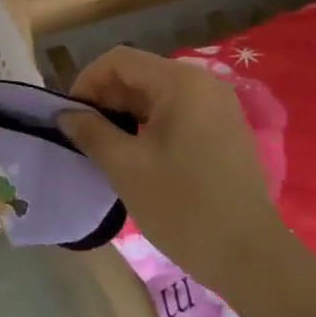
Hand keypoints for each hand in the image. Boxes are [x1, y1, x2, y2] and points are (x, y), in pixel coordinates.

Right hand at [59, 47, 286, 294]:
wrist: (251, 256)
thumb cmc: (183, 206)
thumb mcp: (126, 167)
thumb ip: (91, 132)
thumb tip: (65, 114)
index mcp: (180, 82)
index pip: (119, 60)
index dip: (87, 82)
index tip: (69, 116)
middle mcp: (203, 82)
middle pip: (141, 73)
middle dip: (107, 97)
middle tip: (84, 134)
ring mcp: (218, 105)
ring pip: (158, 93)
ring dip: (127, 111)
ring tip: (107, 146)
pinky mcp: (225, 128)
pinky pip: (179, 110)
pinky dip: (152, 123)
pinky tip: (139, 153)